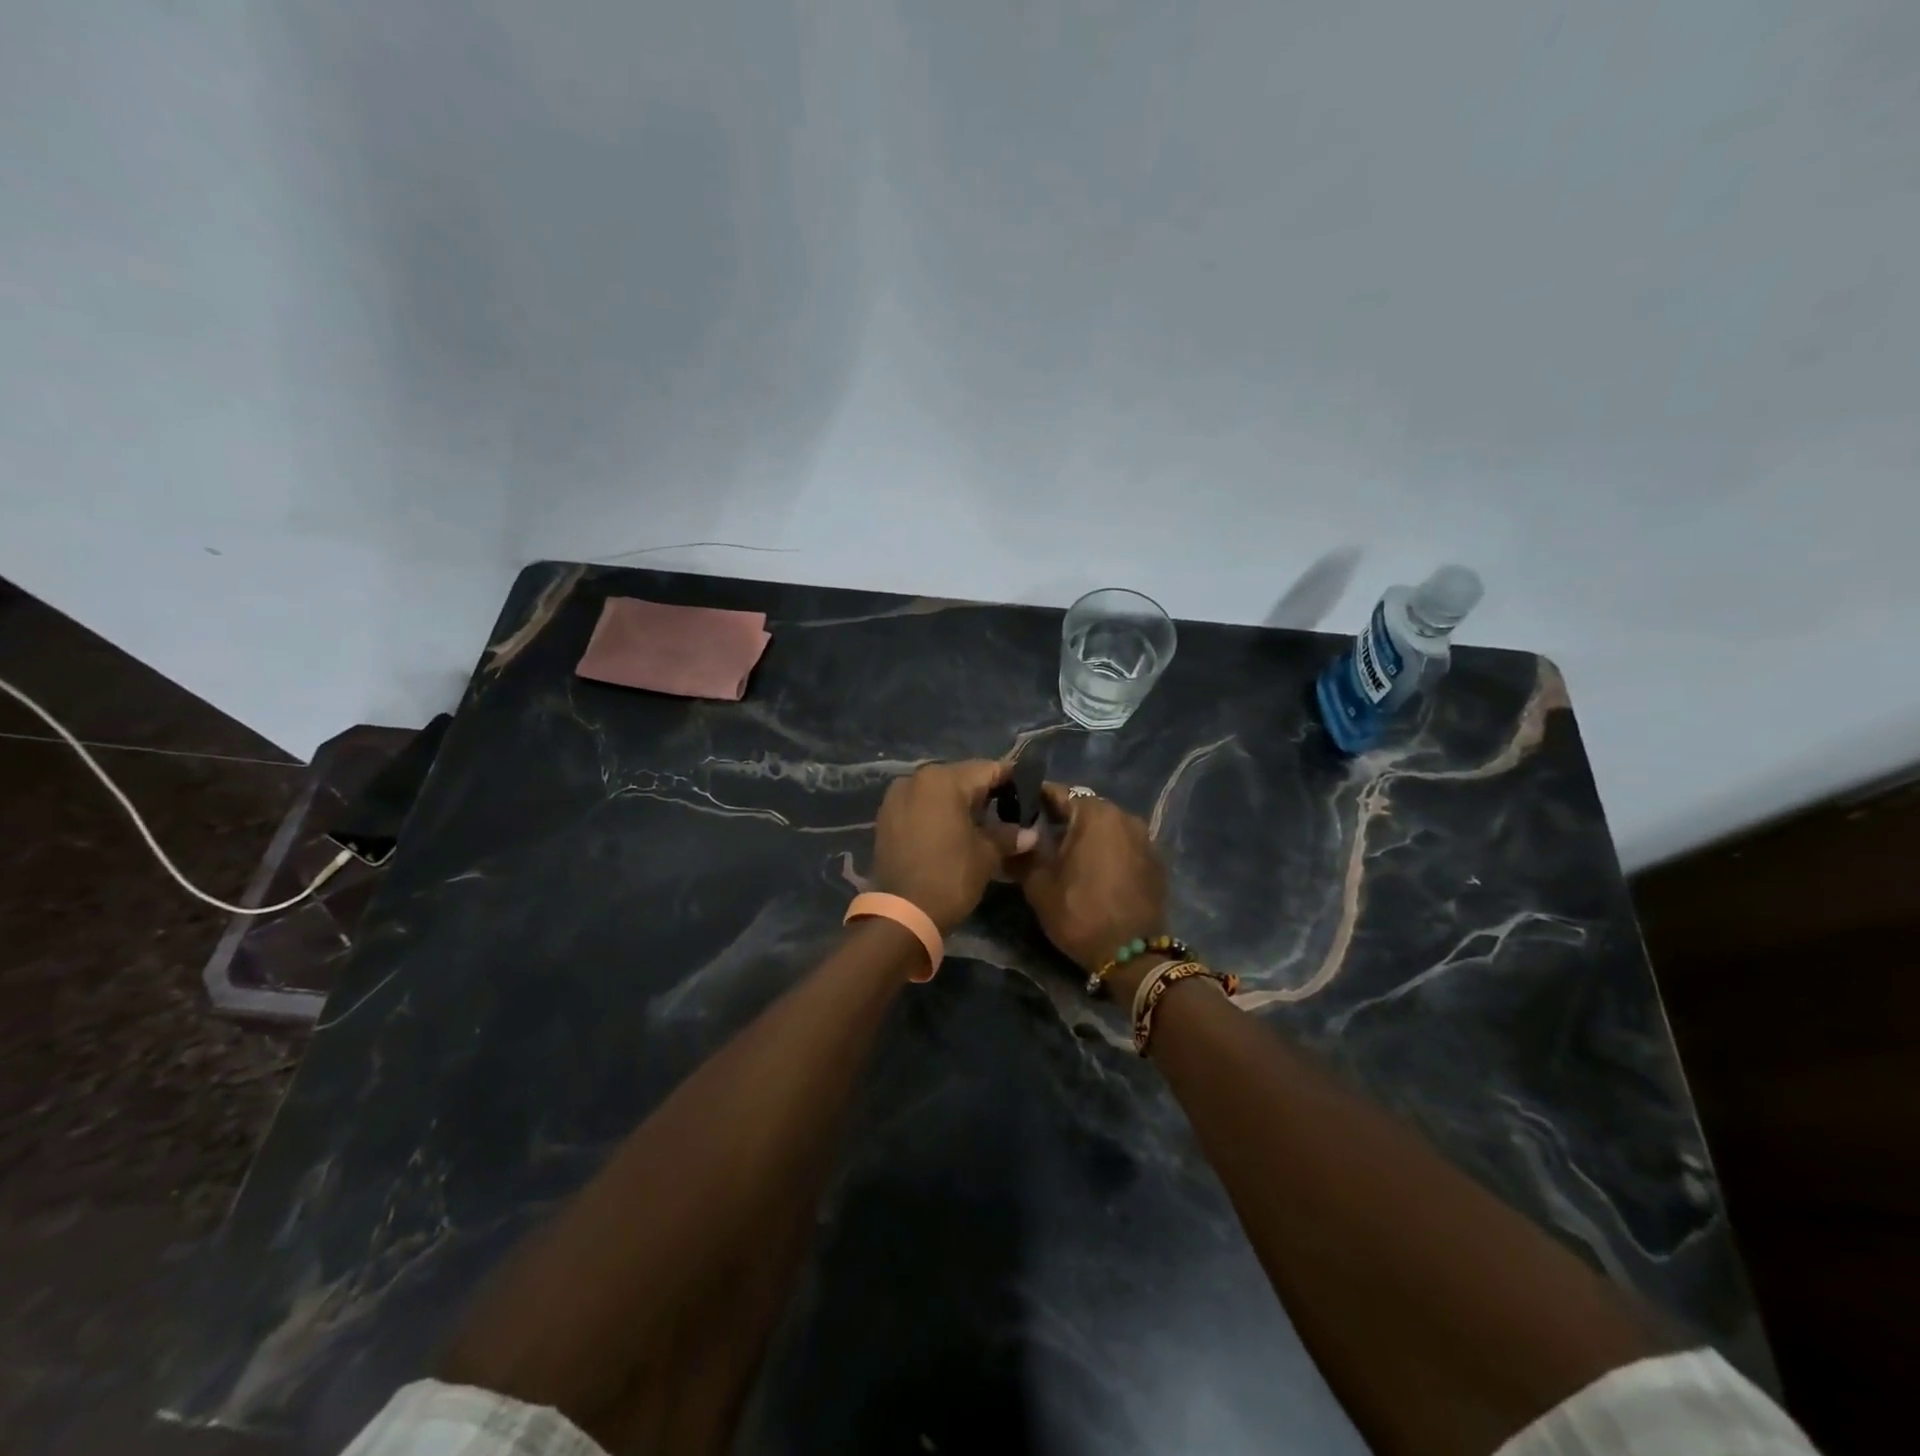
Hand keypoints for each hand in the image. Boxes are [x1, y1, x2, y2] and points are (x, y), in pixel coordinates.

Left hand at [871, 760, 1035, 933]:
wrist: (902, 914)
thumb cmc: (950, 876)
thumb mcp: (986, 855)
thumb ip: (1008, 835)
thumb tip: (1030, 833)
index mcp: (944, 779)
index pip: (988, 769)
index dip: (1011, 780)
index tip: (1029, 793)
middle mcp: (917, 778)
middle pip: (961, 777)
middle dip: (984, 792)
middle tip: (1007, 812)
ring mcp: (897, 796)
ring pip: (938, 790)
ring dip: (959, 802)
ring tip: (981, 824)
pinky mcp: (886, 816)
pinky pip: (920, 804)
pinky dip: (937, 812)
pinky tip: (953, 831)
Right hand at [1010, 784, 1167, 978]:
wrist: (1132, 955)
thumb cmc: (1080, 912)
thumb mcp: (1039, 884)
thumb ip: (1023, 853)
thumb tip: (1011, 838)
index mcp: (1094, 813)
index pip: (1057, 793)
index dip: (1033, 799)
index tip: (1016, 809)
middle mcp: (1124, 815)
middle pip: (1083, 807)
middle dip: (1060, 818)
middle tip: (1037, 835)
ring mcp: (1144, 837)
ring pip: (1105, 826)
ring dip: (1085, 834)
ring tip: (1064, 854)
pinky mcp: (1155, 860)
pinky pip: (1122, 844)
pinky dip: (1106, 849)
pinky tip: (1091, 869)